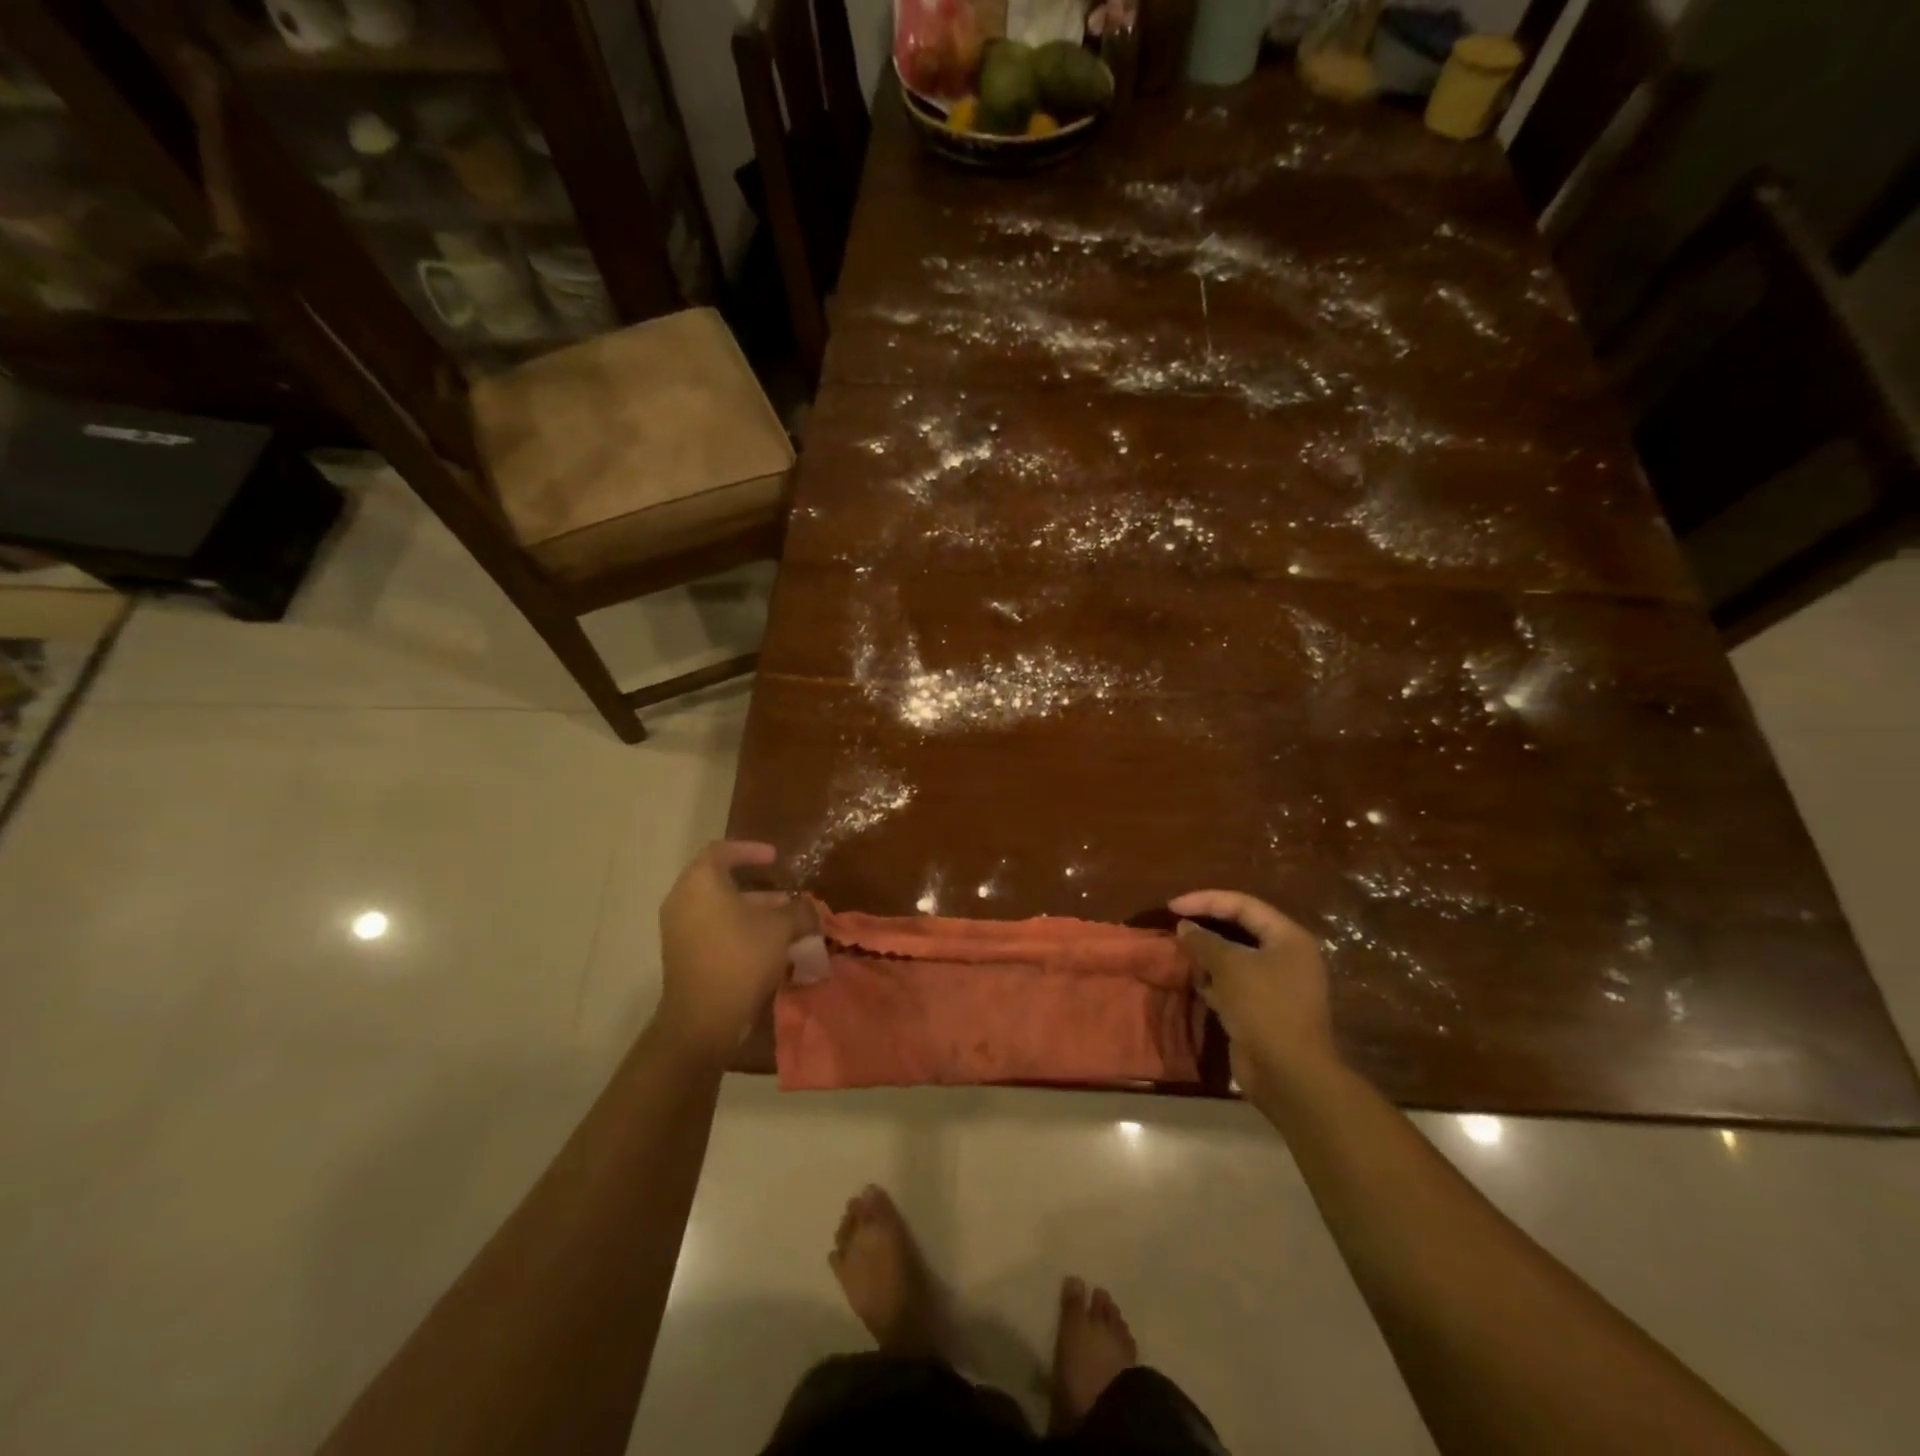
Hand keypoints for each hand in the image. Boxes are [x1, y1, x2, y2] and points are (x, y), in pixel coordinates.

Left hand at [656, 841, 823, 1065]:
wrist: (703, 1018)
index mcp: (701, 882)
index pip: (722, 851)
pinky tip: (766, 946)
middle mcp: (683, 900)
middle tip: (786, 897)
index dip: (750, 850)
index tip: (775, 858)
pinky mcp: (681, 954)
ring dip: (751, 911)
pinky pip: (712, 929)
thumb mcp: (781, 928)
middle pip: (720, 881)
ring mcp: (678, 929)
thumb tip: (809, 907)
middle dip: (757, 887)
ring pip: (718, 908)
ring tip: (784, 922)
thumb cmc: (742, 957)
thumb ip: (799, 910)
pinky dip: (737, 929)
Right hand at [1169, 890, 1337, 1103]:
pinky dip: (1215, 981)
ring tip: (1181, 955)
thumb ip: (1204, 941)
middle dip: (1206, 927)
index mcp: (1288, 938)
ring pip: (1235, 958)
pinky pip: (1234, 984)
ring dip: (1208, 956)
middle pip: (1240, 930)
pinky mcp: (1264, 1010)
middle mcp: (1286, 957)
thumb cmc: (1263, 1007)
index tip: (1172, 906)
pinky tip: (1196, 983)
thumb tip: (1185, 926)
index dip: (1206, 901)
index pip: (1243, 905)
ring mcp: (1277, 985)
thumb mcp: (1229, 966)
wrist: (1288, 1074)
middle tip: (1176, 926)